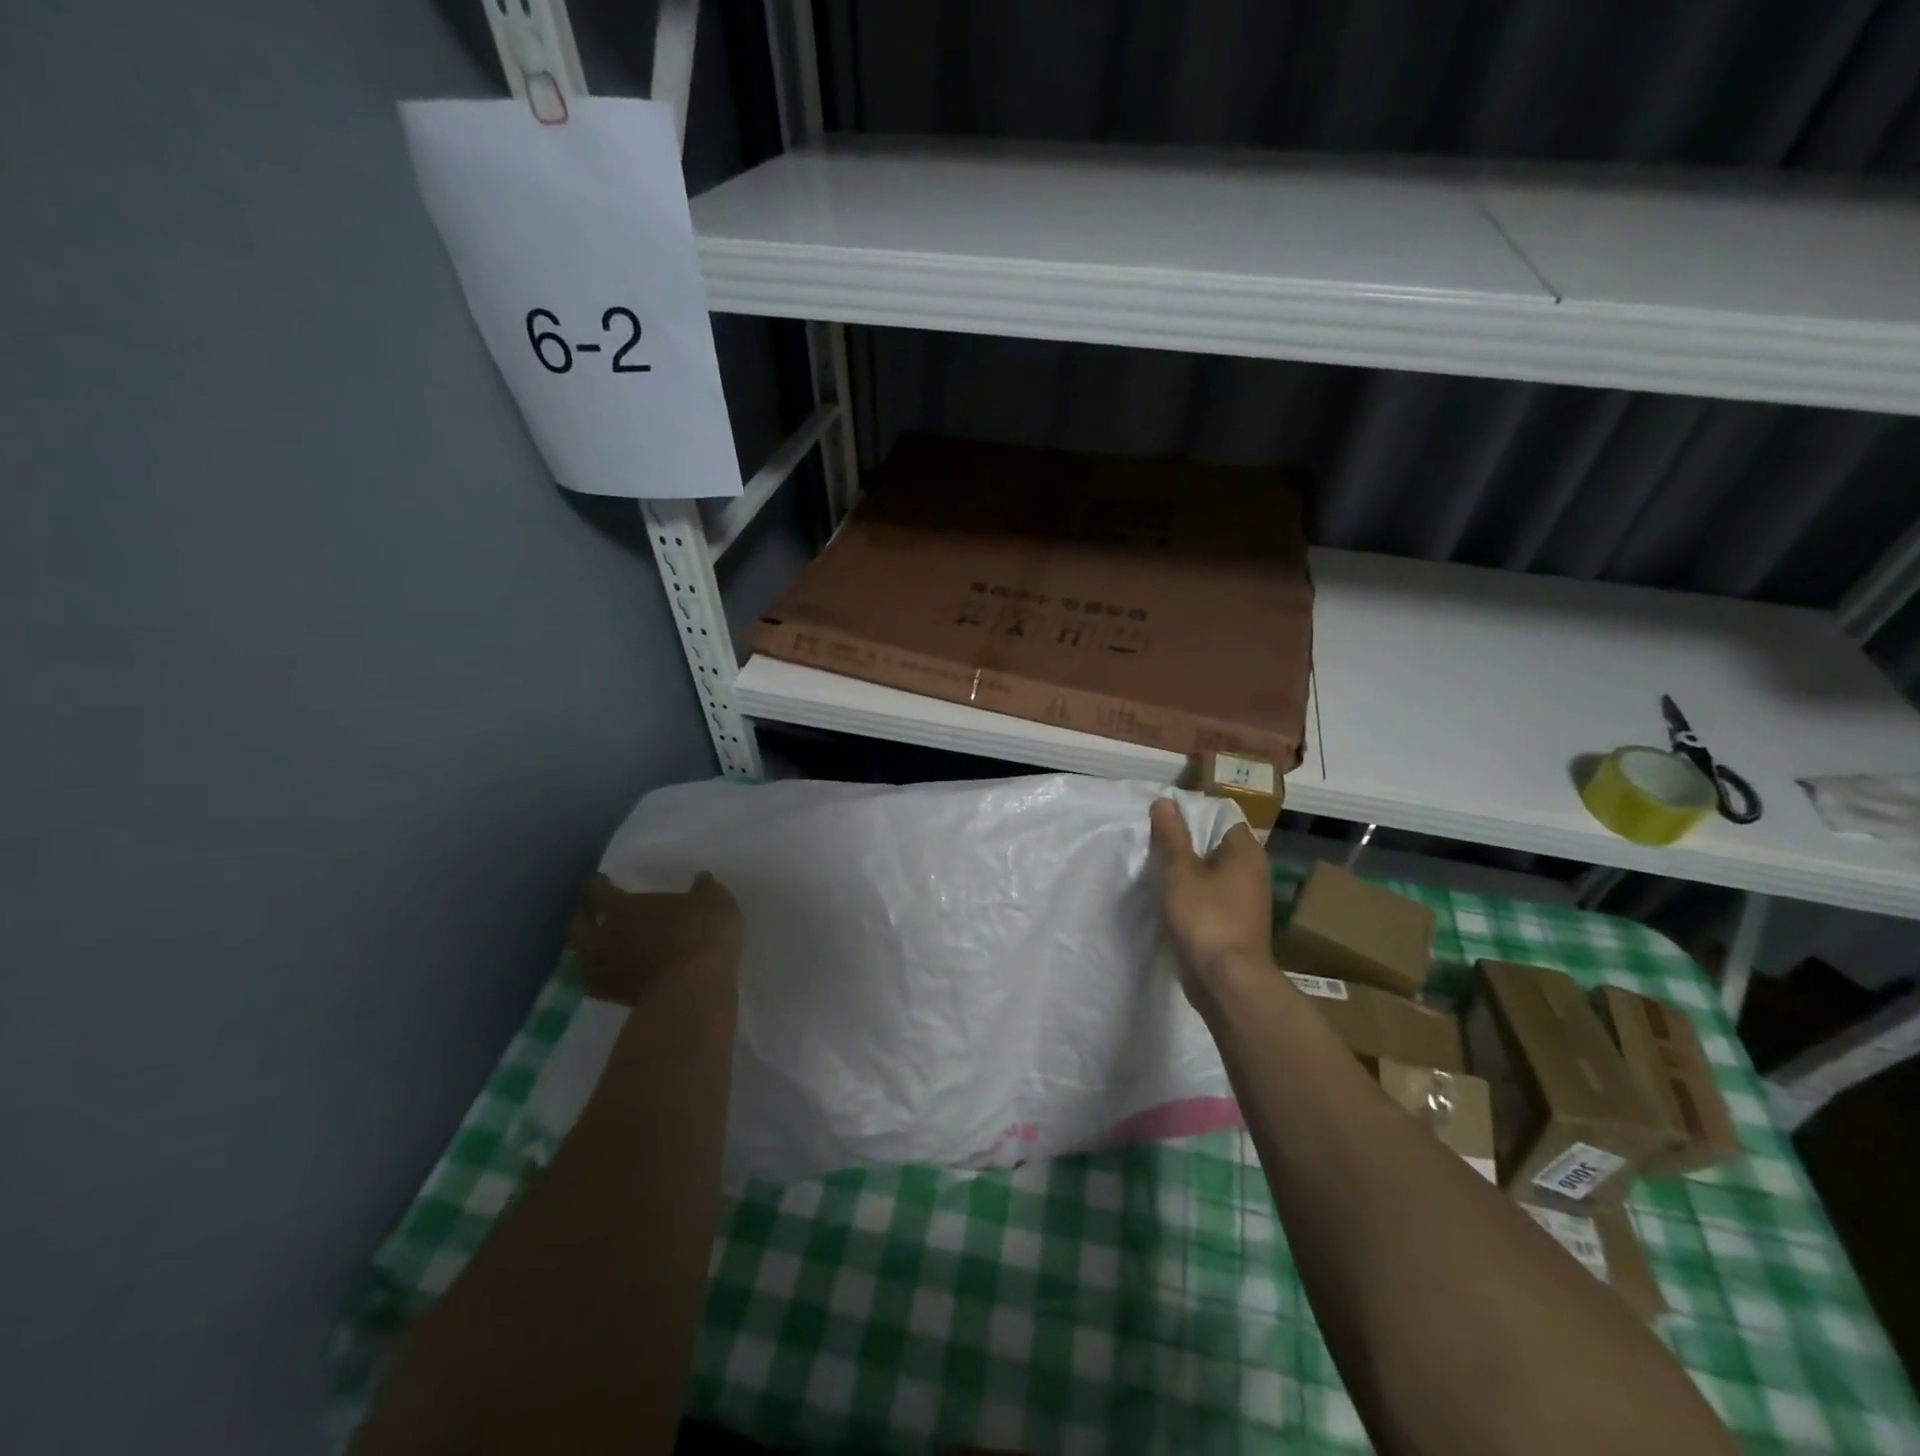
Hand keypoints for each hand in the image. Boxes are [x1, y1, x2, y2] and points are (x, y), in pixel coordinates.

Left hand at [567, 872, 742, 1005]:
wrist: (694, 987)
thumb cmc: (700, 933)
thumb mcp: (714, 900)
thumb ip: (704, 888)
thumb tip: (702, 878)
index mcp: (622, 907)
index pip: (596, 891)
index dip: (598, 885)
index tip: (602, 881)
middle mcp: (604, 938)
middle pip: (578, 927)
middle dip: (583, 919)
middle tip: (594, 914)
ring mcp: (605, 971)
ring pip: (583, 959)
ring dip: (589, 951)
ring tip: (602, 946)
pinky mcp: (615, 999)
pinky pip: (598, 984)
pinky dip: (603, 977)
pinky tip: (615, 974)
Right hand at [1149, 798, 1273, 992]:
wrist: (1227, 981)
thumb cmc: (1205, 917)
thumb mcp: (1179, 871)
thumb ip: (1171, 835)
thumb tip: (1165, 802)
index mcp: (1246, 851)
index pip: (1219, 817)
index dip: (1189, 816)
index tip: (1160, 822)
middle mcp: (1253, 870)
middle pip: (1213, 845)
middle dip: (1183, 845)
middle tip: (1151, 845)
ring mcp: (1246, 899)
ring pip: (1210, 873)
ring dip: (1185, 873)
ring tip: (1154, 872)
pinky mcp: (1235, 923)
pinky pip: (1210, 897)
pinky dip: (1192, 895)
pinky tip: (1168, 901)